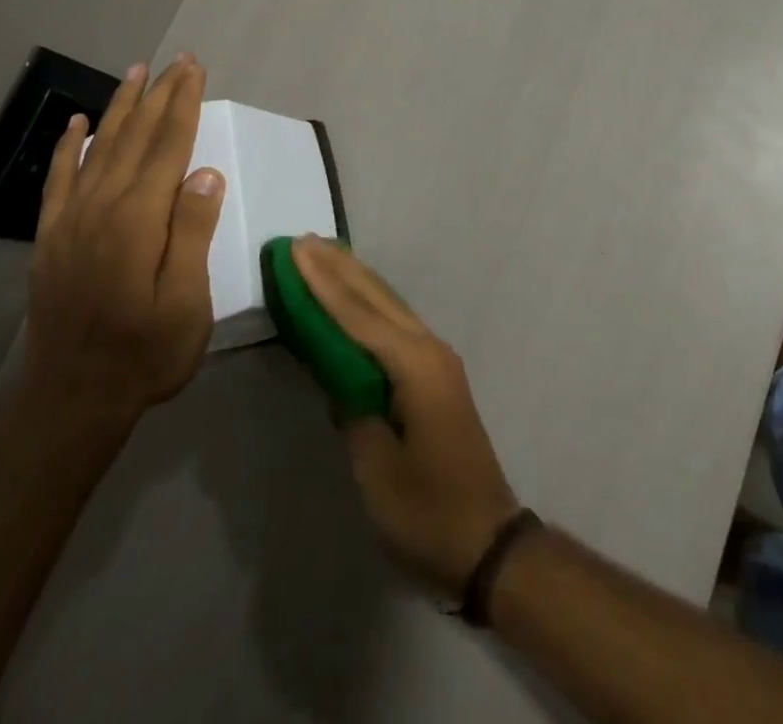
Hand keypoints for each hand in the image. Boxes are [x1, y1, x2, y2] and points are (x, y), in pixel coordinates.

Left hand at [23, 57, 225, 431]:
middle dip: (159, 95)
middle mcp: (102, 207)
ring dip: (120, 107)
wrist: (71, 400)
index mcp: (139, 220)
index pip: (168, 147)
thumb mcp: (186, 303)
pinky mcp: (51, 237)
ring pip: (100, 148)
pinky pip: (59, 178)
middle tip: (177, 60)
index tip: (194, 69)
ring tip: (135, 73)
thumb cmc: (144, 354)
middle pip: (135, 137)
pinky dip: (69, 146)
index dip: (184, 104)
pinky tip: (78, 122)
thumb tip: (206, 173)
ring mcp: (70, 220)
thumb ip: (193, 234)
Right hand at [292, 238, 519, 597]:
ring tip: (323, 254)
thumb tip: (335, 372)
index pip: (357, 314)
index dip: (321, 282)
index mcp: (414, 365)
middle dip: (338, 267)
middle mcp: (428, 348)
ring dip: (354, 279)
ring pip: (388, 305)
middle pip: (376, 297)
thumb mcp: (376, 467)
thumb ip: (352, 409)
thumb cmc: (427, 510)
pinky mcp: (435, 374)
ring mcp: (436, 359)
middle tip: (303, 240)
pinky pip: (395, 325)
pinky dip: (368, 305)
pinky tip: (353, 299)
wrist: (487, 541)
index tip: (295, 250)